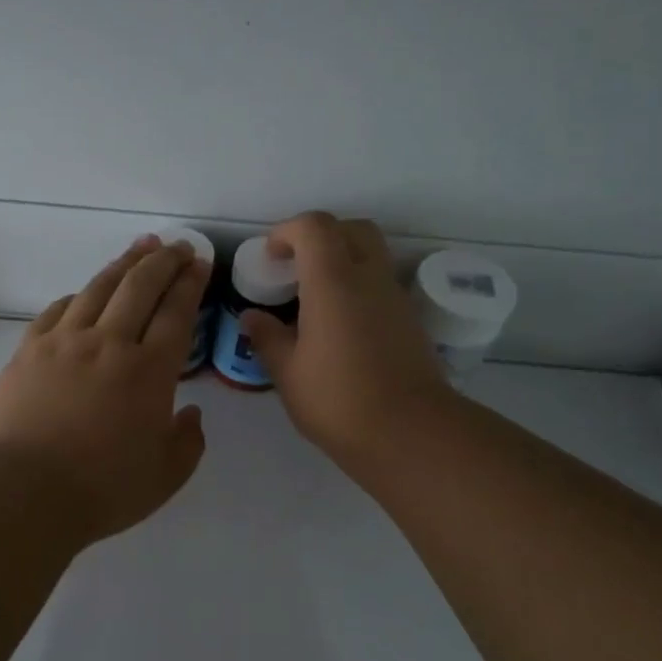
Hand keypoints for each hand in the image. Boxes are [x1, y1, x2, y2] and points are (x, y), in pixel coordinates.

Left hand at [0, 237, 210, 544]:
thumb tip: (190, 414)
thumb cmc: (102, 489)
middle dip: (163, 261)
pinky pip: (57, 311)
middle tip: (177, 246)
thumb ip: (187, 442)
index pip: (176, 312)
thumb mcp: (165, 476)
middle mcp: (109, 344)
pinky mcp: (28, 351)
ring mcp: (64, 342)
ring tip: (139, 248)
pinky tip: (84, 293)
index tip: (199, 262)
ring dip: (123, 264)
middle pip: (140, 287)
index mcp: (149, 371)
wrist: (23, 491)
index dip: (190, 283)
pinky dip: (77, 296)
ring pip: (99, 289)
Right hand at [242, 213, 454, 470]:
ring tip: (315, 298)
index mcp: (334, 281)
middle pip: (352, 229)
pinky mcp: (410, 321)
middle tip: (296, 266)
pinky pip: (381, 285)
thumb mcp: (288, 373)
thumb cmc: (338, 400)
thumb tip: (251, 317)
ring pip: (372, 255)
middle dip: (321, 236)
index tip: (271, 257)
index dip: (288, 231)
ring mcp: (395, 298)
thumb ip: (267, 337)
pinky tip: (340, 326)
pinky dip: (359, 287)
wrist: (410, 433)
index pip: (315, 227)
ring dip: (343, 260)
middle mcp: (369, 278)